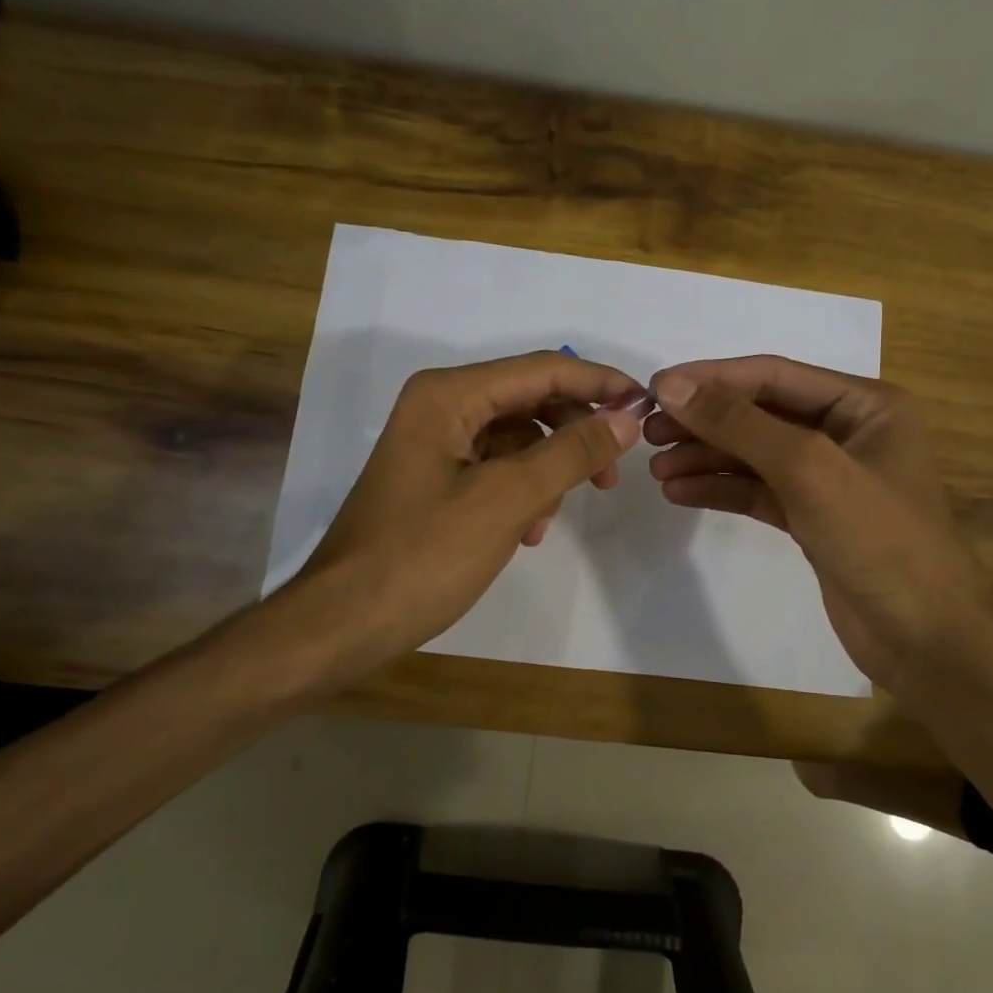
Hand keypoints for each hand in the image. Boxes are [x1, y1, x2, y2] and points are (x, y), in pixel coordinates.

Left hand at [287, 351, 649, 675]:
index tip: (648, 406)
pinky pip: (496, 468)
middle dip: (575, 433)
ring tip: (551, 518)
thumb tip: (627, 417)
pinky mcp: (436, 479)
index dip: (599, 383)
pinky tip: (527, 532)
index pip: (542, 370)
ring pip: (517, 438)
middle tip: (613, 473)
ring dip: (548, 472)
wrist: (344, 623)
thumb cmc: (423, 555)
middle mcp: (440, 406)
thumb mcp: (507, 500)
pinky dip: (521, 493)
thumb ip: (571, 453)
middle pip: (530, 401)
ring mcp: (435, 443)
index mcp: (449, 395)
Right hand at [646, 355, 992, 692]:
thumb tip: (670, 384)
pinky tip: (680, 492)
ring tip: (656, 469)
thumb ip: (739, 423)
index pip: (773, 375)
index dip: (712, 378)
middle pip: (760, 414)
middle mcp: (847, 432)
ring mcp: (829, 478)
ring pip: (754, 455)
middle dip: (704, 422)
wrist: (925, 639)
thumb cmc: (879, 538)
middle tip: (648, 435)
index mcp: (864, 404)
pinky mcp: (812, 518)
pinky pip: (757, 491)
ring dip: (706, 457)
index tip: (654, 388)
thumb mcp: (808, 468)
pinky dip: (720, 489)